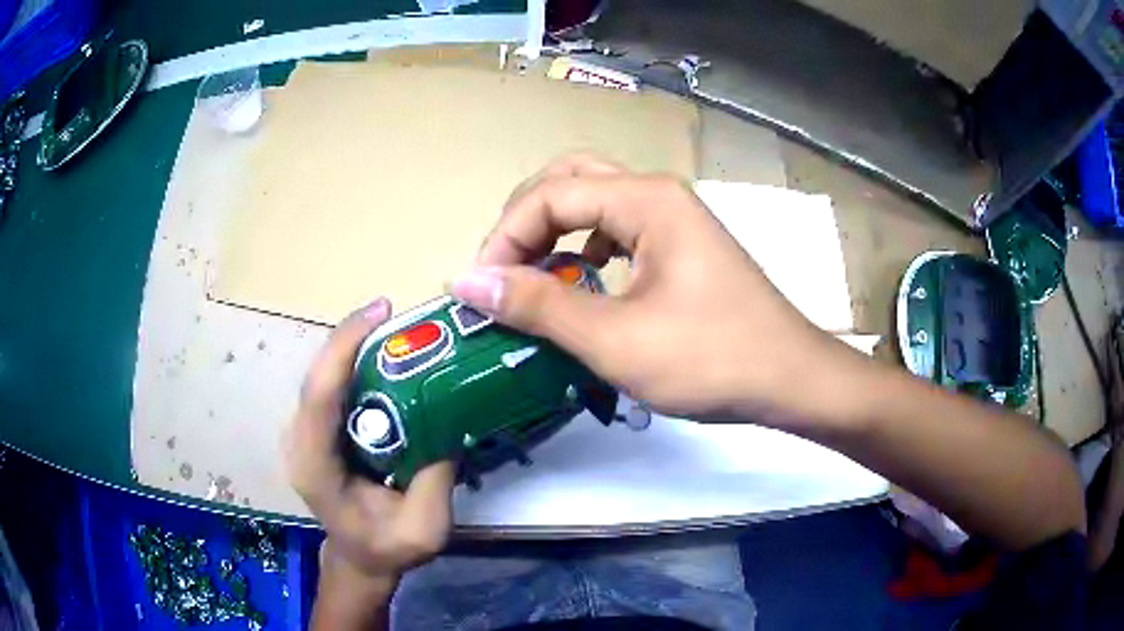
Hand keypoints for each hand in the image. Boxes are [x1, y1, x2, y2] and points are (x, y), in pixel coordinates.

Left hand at [284, 298, 455, 623]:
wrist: (359, 557)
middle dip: (355, 339)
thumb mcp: (425, 528)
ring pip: (325, 376)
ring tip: (399, 333)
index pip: (319, 397)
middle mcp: (298, 442)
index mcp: (315, 467)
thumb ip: (435, 478)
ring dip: (358, 348)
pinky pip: (333, 387)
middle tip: (399, 318)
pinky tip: (388, 360)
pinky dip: (358, 366)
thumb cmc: (387, 548)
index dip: (343, 347)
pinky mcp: (315, 429)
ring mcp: (303, 433)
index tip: (380, 312)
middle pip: (319, 376)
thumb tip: (451, 418)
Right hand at [449, 154, 861, 425]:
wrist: (790, 379)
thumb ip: (539, 305)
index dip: (504, 238)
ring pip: (594, 201)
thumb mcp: (616, 339)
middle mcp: (658, 194)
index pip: (548, 195)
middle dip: (525, 219)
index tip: (480, 289)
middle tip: (504, 268)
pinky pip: (618, 228)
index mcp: (646, 199)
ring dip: (554, 229)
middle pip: (570, 179)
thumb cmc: (711, 359)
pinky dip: (585, 246)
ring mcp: (674, 218)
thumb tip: (467, 281)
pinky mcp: (681, 246)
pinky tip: (583, 280)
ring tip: (532, 274)